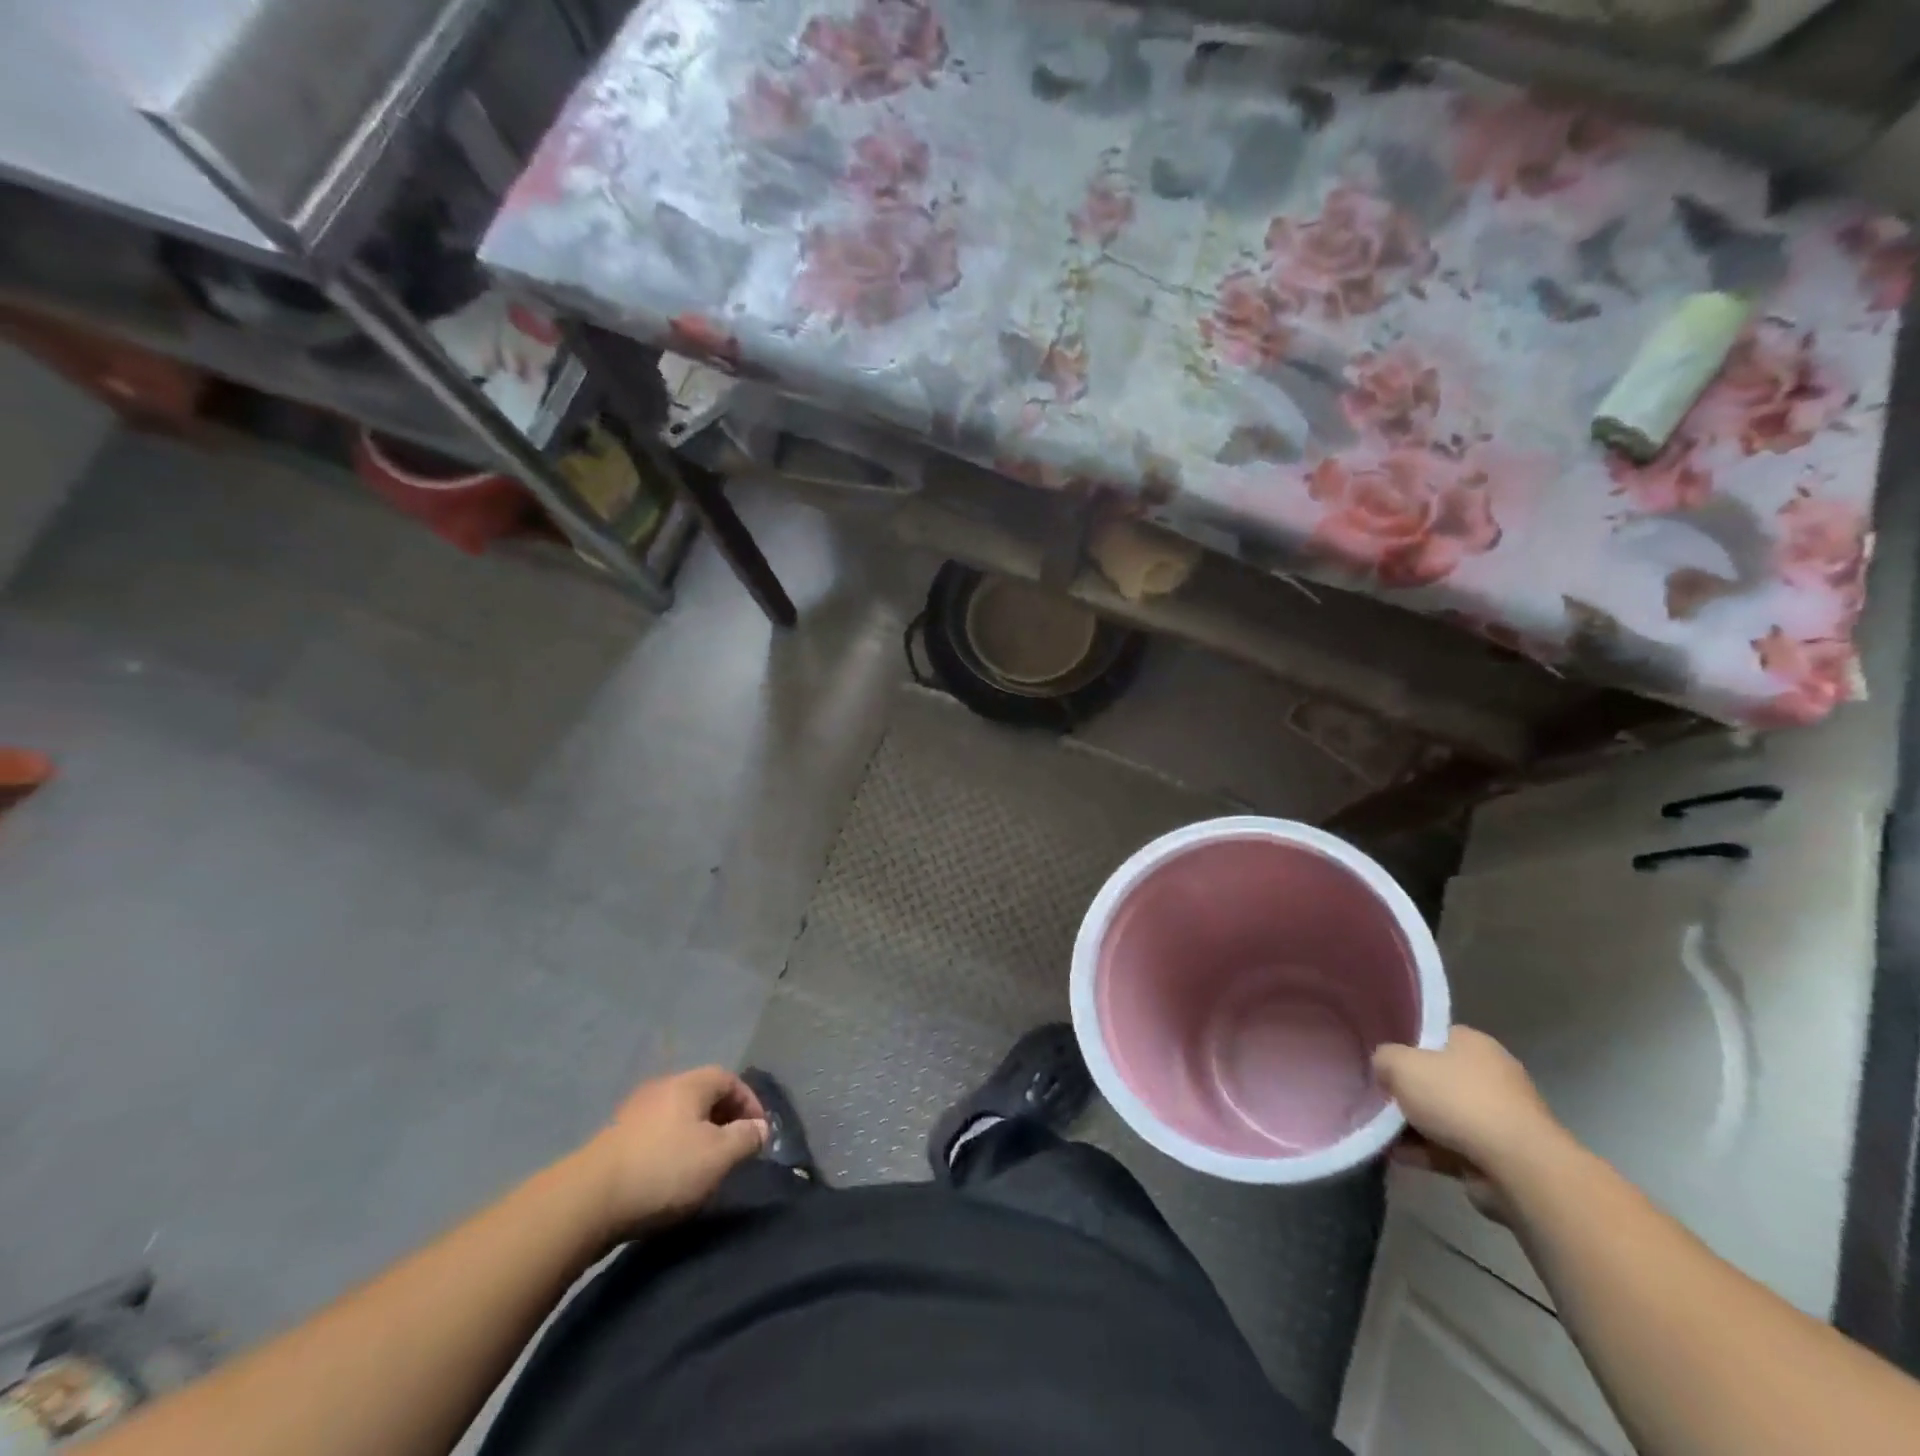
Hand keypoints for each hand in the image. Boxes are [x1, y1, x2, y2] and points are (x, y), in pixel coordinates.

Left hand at [581, 1067, 768, 1237]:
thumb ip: (745, 1138)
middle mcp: (662, 1088)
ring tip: (705, 1166)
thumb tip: (761, 1128)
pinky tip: (671, 1176)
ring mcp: (634, 1112)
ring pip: (678, 1116)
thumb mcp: (717, 1156)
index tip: (759, 1134)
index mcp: (689, 1084)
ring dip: (697, 1135)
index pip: (729, 1079)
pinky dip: (672, 1148)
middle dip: (724, 1119)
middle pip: (703, 1095)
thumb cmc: (664, 1170)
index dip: (750, 1102)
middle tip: (735, 1149)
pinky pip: (657, 1134)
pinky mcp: (614, 1140)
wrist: (587, 1201)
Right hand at [1373, 1028, 1566, 1221]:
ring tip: (1380, 1133)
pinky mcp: (1500, 1156)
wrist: (1517, 1167)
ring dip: (1415, 1127)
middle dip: (1409, 1092)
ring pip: (1444, 1117)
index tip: (1383, 1062)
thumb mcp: (1400, 1065)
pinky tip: (1397, 1157)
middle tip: (1379, 1098)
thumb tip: (1384, 1068)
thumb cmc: (1458, 1100)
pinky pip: (1453, 1148)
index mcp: (1474, 1044)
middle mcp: (1492, 1076)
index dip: (1407, 1047)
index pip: (1435, 1036)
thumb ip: (1384, 1059)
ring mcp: (1500, 1119)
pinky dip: (1427, 1152)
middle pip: (1438, 1079)